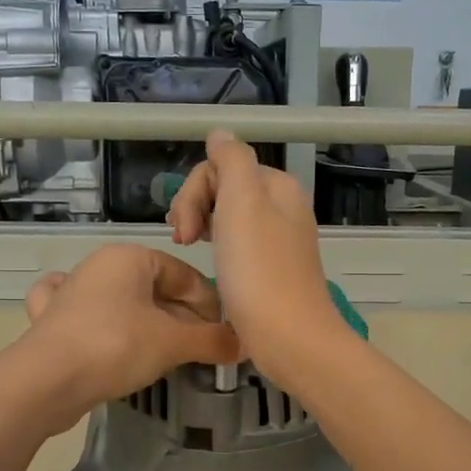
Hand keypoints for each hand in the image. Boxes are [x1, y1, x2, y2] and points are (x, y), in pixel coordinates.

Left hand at [17, 244, 239, 427]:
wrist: (45, 381)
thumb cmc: (116, 346)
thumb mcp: (173, 343)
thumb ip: (211, 341)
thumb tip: (243, 344)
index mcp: (129, 257)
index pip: (184, 274)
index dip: (210, 304)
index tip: (223, 334)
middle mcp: (99, 266)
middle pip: (154, 288)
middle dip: (181, 318)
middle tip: (200, 349)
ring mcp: (70, 291)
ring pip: (121, 301)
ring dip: (146, 323)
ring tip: (164, 350)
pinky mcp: (51, 320)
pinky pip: (84, 314)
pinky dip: (99, 322)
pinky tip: (101, 332)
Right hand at [167, 131, 346, 380]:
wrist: (288, 337)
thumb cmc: (259, 269)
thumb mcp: (243, 202)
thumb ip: (231, 160)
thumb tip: (220, 133)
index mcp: (277, 186)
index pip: (222, 166)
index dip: (194, 191)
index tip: (183, 228)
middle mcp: (281, 207)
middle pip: (224, 188)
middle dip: (195, 206)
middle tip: (182, 241)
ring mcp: (278, 240)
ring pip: (228, 216)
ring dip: (201, 226)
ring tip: (187, 249)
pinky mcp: (271, 269)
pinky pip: (237, 244)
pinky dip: (217, 248)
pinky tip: (211, 264)